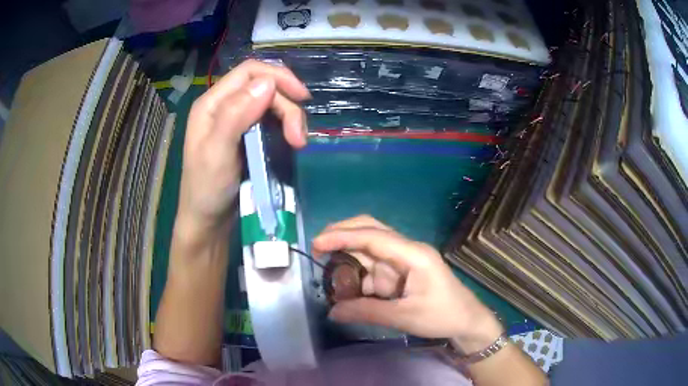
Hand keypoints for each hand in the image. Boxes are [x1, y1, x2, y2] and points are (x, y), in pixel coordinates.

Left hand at [176, 60, 310, 238]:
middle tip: (299, 138)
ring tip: (298, 143)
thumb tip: (267, 82)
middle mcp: (225, 106)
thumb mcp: (217, 152)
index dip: (278, 77)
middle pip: (265, 87)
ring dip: (290, 118)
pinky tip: (291, 142)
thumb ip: (236, 114)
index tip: (302, 98)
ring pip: (272, 104)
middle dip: (287, 106)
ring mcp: (237, 121)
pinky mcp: (248, 136)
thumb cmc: (206, 189)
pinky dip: (286, 127)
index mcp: (212, 103)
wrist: (208, 222)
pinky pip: (272, 120)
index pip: (249, 72)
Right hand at [312, 215, 503, 352]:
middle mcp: (407, 250)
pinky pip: (374, 266)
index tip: (317, 244)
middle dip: (343, 235)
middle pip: (371, 230)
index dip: (342, 237)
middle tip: (318, 248)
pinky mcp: (401, 270)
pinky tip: (348, 290)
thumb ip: (367, 311)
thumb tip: (332, 311)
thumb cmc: (442, 315)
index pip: (373, 236)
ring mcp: (404, 259)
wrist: (466, 320)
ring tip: (331, 280)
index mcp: (413, 254)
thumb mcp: (404, 316)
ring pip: (369, 249)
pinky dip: (358, 275)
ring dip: (348, 260)